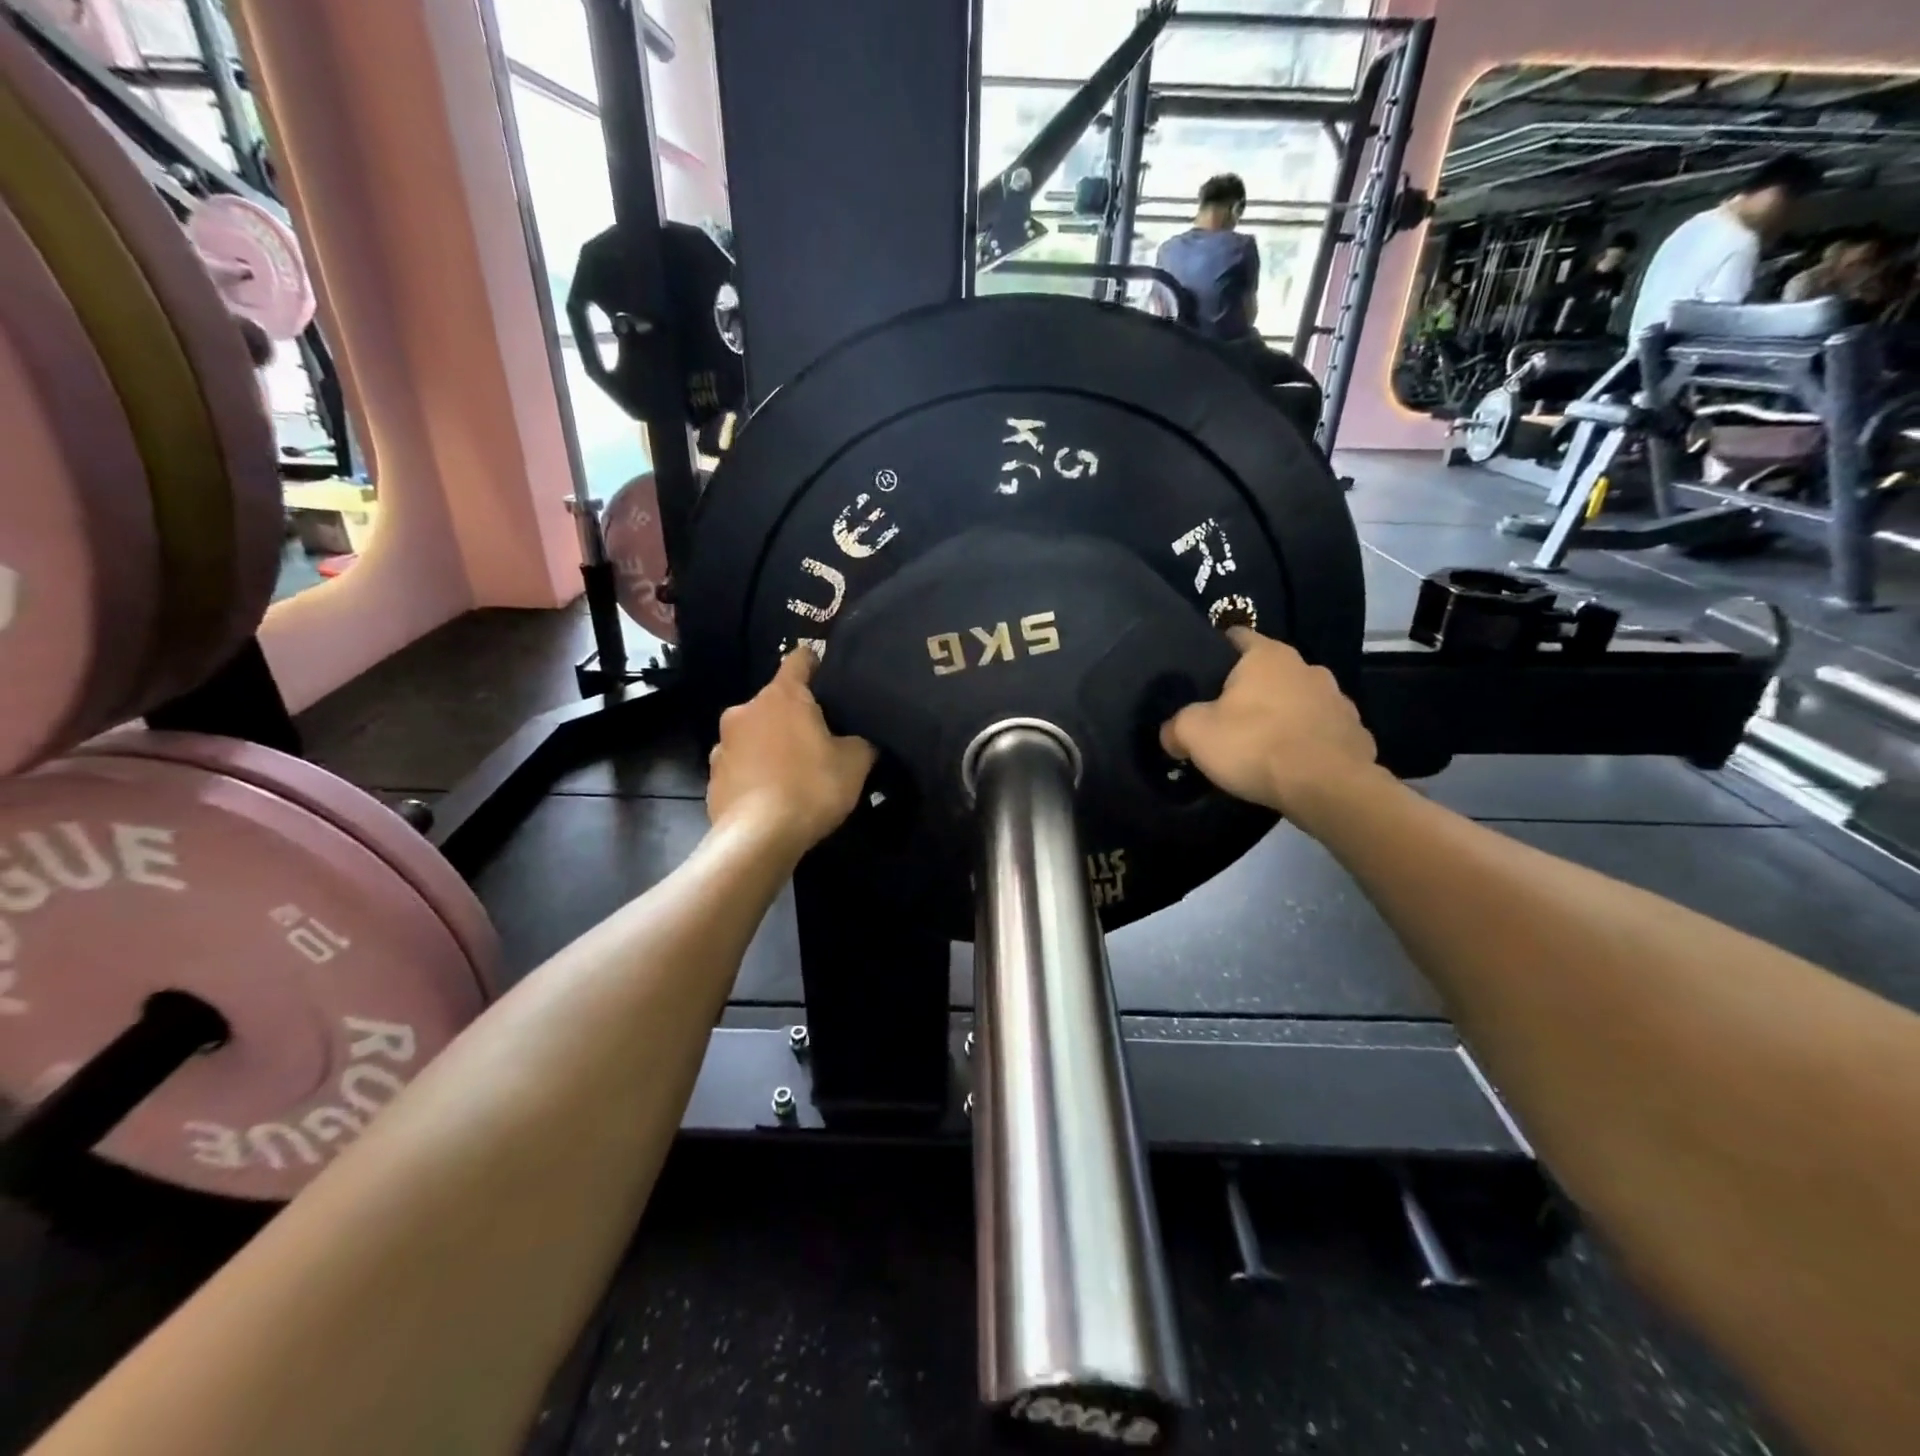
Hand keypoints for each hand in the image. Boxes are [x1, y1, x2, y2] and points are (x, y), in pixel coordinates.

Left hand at [708, 649, 876, 856]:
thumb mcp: (855, 762)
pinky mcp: (713, 776)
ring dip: (772, 744)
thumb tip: (859, 740)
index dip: (817, 664)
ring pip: (755, 733)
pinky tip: (773, 795)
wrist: (758, 839)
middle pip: (776, 701)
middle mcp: (745, 710)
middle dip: (796, 715)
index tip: (831, 679)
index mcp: (781, 696)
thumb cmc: (810, 787)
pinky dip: (756, 772)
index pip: (800, 659)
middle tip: (821, 739)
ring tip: (794, 772)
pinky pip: (742, 764)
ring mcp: (723, 743)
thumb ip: (861, 741)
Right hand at [1161, 628, 1380, 823]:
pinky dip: (1307, 743)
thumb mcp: (1195, 734)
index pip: (1236, 636)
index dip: (1215, 651)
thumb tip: (1171, 734)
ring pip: (1299, 701)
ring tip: (1261, 746)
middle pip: (1269, 672)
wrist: (1327, 788)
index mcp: (1268, 656)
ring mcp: (1338, 700)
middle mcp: (1307, 667)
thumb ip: (1176, 727)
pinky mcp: (1355, 734)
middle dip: (1250, 691)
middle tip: (1225, 718)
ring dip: (1283, 716)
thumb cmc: (1255, 745)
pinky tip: (1292, 766)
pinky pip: (1322, 732)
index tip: (1200, 675)